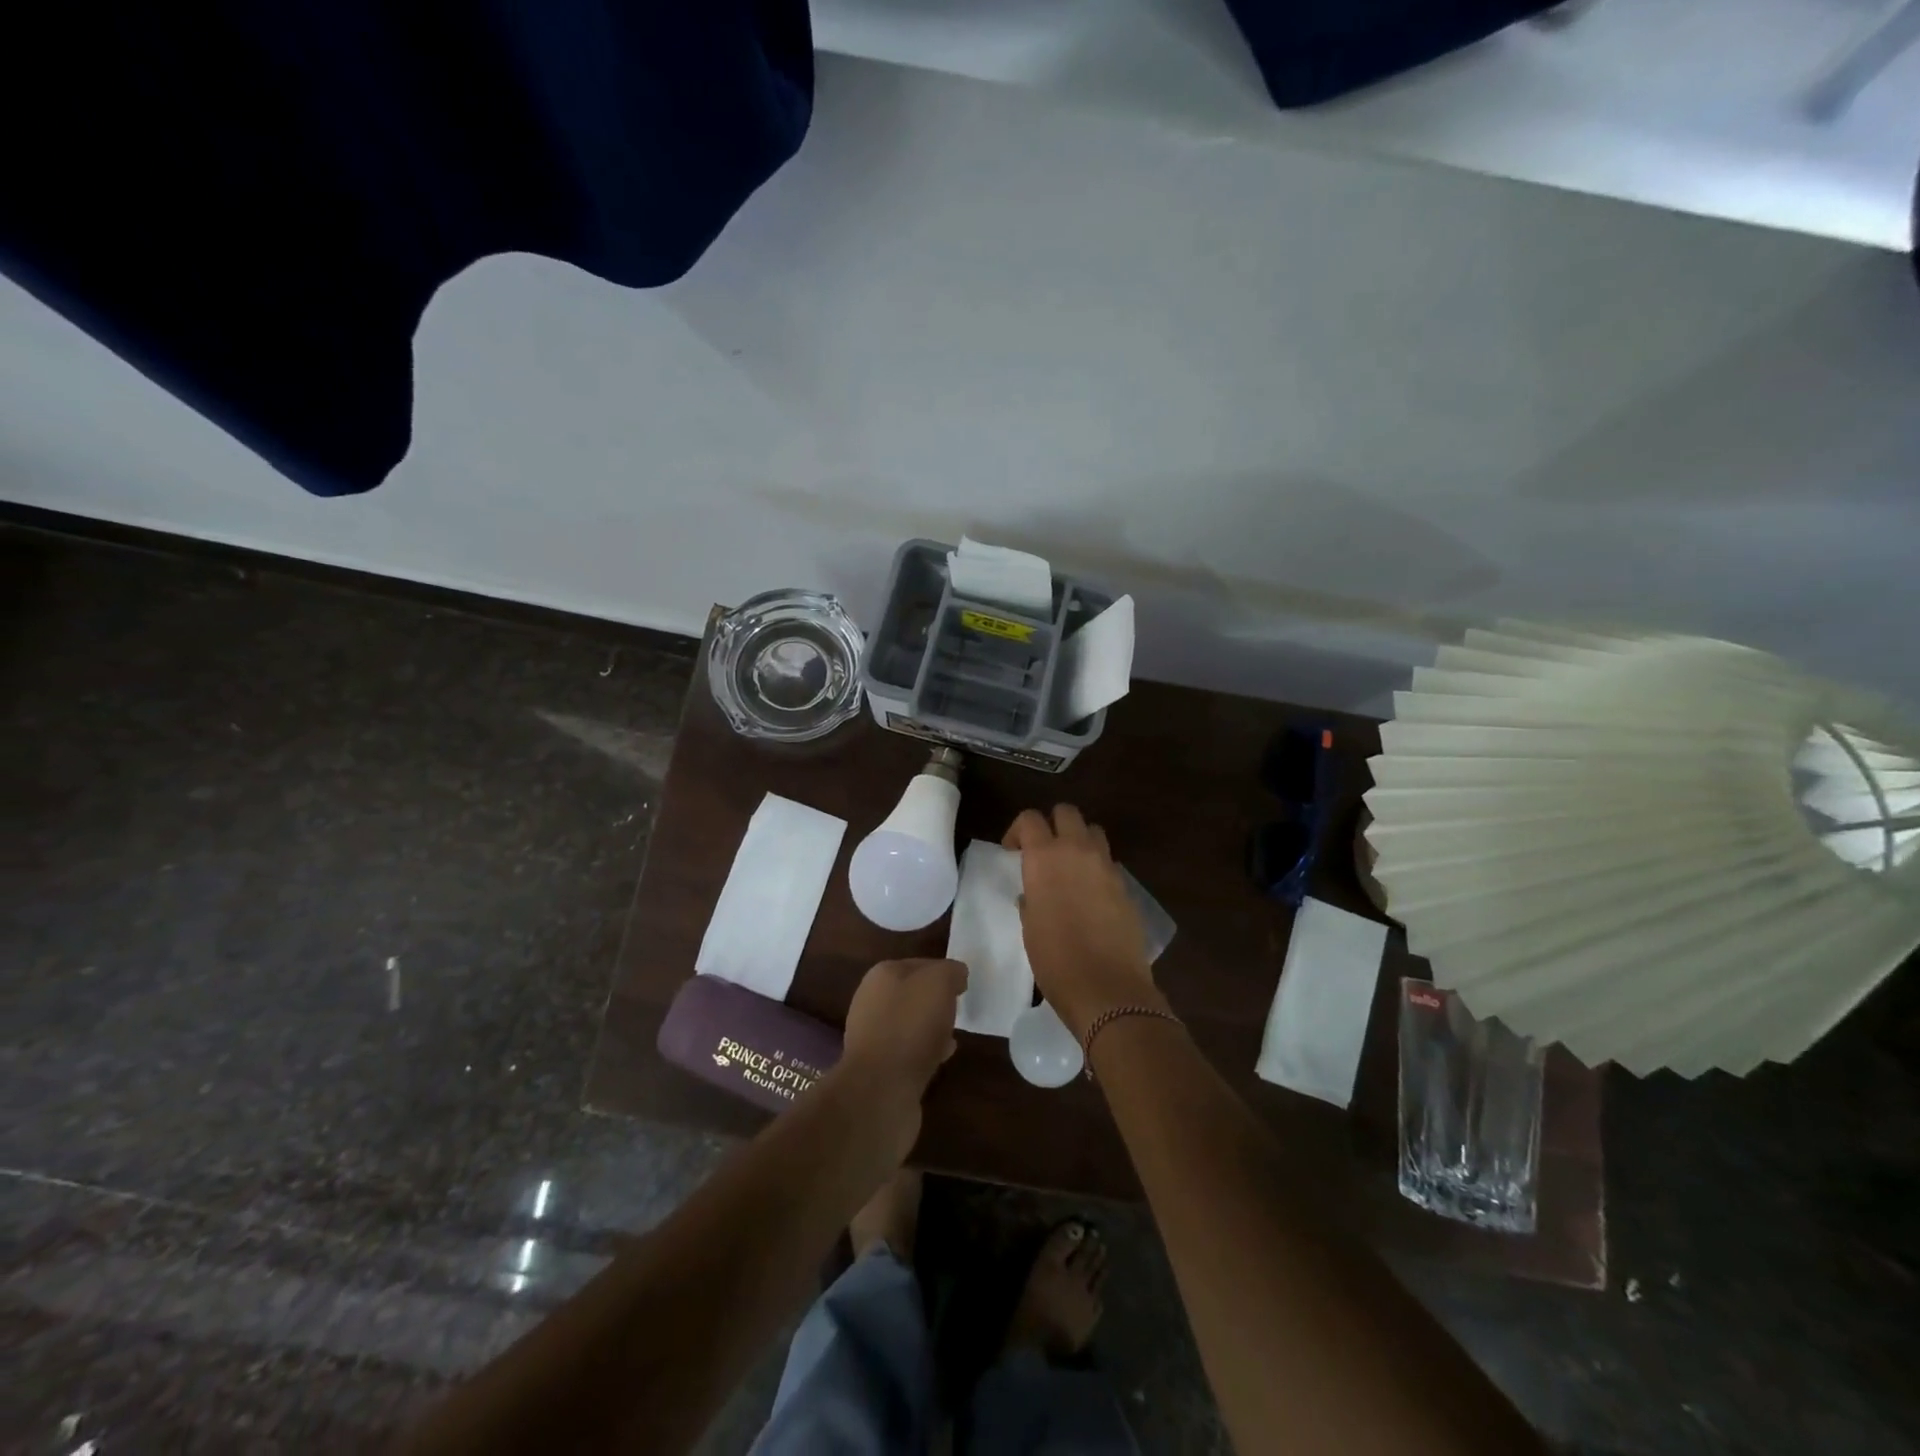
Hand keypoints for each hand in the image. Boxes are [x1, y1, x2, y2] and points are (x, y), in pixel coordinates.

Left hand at [838, 957, 968, 1115]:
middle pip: (913, 994)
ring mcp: (871, 1035)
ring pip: (910, 1023)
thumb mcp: (939, 983)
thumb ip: (950, 971)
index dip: (944, 972)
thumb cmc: (911, 1025)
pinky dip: (925, 1052)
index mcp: (882, 975)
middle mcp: (871, 1000)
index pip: (920, 964)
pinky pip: (908, 1051)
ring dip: (931, 1028)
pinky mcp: (878, 1067)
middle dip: (936, 1001)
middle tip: (958, 1010)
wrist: (881, 1089)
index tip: (963, 986)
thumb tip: (956, 974)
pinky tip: (942, 1059)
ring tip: (953, 1036)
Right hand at [1003, 806, 1162, 1037]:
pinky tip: (1091, 894)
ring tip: (1071, 867)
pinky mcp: (1126, 886)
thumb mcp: (1030, 929)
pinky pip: (1109, 862)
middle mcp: (1077, 851)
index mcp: (1045, 858)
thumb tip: (1033, 895)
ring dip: (1080, 840)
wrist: (1107, 989)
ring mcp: (1106, 866)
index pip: (1030, 819)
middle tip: (1043, 850)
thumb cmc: (1056, 961)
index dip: (1018, 830)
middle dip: (1053, 824)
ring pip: (1093, 831)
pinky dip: (1097, 867)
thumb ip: (1031, 901)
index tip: (1013, 851)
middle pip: (1067, 812)